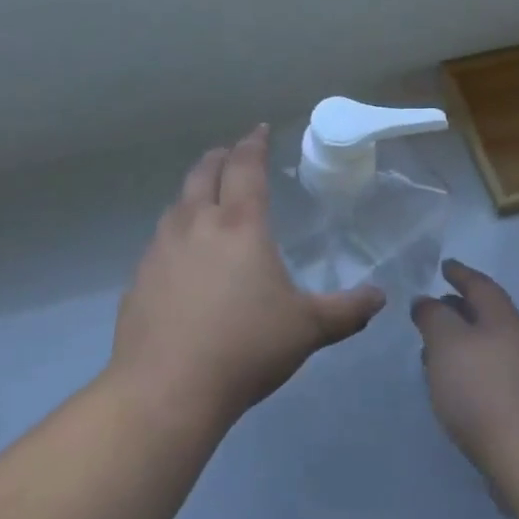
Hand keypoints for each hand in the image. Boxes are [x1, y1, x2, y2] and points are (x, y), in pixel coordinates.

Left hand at [109, 126, 385, 424]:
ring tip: (207, 198)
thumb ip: (346, 310)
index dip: (254, 144)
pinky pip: (161, 238)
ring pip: (178, 203)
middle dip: (220, 157)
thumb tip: (379, 297)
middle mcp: (196, 223)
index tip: (259, 129)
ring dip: (195, 190)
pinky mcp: (140, 276)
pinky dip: (176, 229)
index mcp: (239, 224)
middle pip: (204, 172)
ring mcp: (161, 248)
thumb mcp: (307, 329)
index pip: (246, 167)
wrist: (166, 388)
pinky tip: (183, 255)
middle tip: (231, 154)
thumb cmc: (245, 348)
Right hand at [411, 260, 518, 483]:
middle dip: (460, 308)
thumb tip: (427, 301)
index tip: (444, 266)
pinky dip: (470, 369)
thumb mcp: (446, 343)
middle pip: (488, 315)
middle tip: (434, 306)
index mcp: (505, 320)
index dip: (461, 274)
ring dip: (463, 341)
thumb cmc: (482, 391)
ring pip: (490, 346)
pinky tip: (454, 385)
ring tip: (434, 348)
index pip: (481, 286)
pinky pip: (492, 374)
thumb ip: (433, 317)